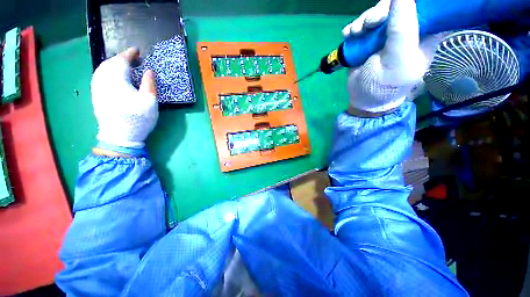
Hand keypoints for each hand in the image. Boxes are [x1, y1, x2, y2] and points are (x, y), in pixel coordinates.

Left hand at [91, 47, 157, 148]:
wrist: (120, 136)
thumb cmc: (137, 118)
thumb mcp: (149, 101)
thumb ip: (149, 84)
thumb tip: (149, 70)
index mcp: (117, 79)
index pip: (122, 60)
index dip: (130, 54)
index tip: (137, 50)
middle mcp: (103, 80)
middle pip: (110, 63)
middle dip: (121, 58)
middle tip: (133, 58)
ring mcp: (97, 87)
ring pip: (102, 68)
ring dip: (113, 64)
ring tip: (124, 65)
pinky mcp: (96, 95)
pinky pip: (99, 76)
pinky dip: (106, 71)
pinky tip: (112, 74)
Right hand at [343, 0, 446, 114]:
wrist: (363, 99)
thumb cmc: (385, 85)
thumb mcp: (397, 58)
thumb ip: (402, 27)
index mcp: (425, 34)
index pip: (425, 6)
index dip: (408, 3)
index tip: (394, 10)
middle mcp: (408, 30)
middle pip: (397, 5)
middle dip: (380, 11)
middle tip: (369, 24)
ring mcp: (387, 34)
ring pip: (378, 13)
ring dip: (363, 20)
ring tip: (355, 33)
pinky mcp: (370, 40)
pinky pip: (363, 24)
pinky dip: (354, 27)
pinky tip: (348, 35)